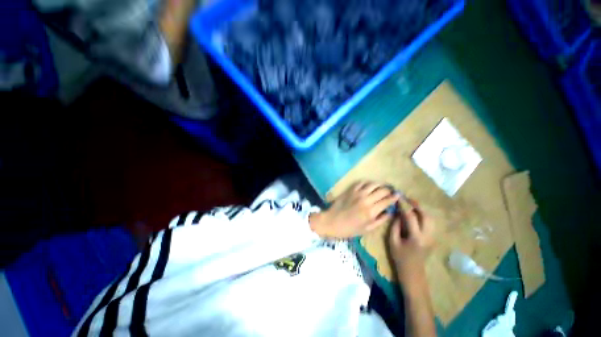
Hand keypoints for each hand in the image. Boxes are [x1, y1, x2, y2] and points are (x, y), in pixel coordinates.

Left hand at [309, 181, 398, 238]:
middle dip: (389, 190)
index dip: (394, 197)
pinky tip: (368, 185)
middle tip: (390, 191)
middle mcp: (366, 200)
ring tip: (381, 186)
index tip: (398, 195)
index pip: (387, 201)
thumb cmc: (349, 228)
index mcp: (372, 211)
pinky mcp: (350, 190)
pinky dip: (367, 183)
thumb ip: (380, 220)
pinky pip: (361, 183)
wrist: (332, 221)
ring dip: (379, 184)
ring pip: (373, 184)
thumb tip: (390, 212)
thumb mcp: (367, 229)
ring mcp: (358, 193)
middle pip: (382, 191)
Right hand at [388, 199, 434, 284]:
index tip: (398, 199)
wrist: (413, 272)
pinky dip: (424, 215)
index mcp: (416, 237)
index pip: (410, 217)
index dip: (404, 206)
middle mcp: (427, 236)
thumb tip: (397, 214)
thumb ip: (395, 226)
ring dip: (422, 210)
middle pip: (426, 216)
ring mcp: (432, 237)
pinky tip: (416, 214)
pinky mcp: (433, 238)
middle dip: (417, 205)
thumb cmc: (400, 257)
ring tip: (412, 204)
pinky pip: (430, 223)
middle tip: (408, 199)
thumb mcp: (392, 241)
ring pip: (431, 218)